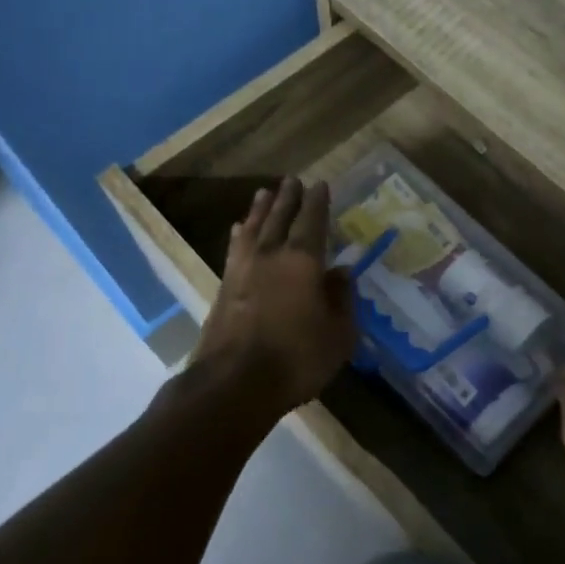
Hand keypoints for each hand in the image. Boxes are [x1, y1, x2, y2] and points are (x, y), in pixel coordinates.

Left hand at [192, 178, 356, 416]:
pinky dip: (240, 234)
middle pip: (279, 217)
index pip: (313, 221)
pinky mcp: (223, 287)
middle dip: (288, 197)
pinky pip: (235, 248)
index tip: (320, 184)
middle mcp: (271, 255)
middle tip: (292, 180)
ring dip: (260, 209)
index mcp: (303, 261)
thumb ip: (341, 299)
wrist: (233, 384)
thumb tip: (341, 272)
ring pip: (253, 228)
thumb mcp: (338, 334)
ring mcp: (243, 270)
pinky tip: (239, 230)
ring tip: (264, 193)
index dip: (318, 202)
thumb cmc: (296, 359)